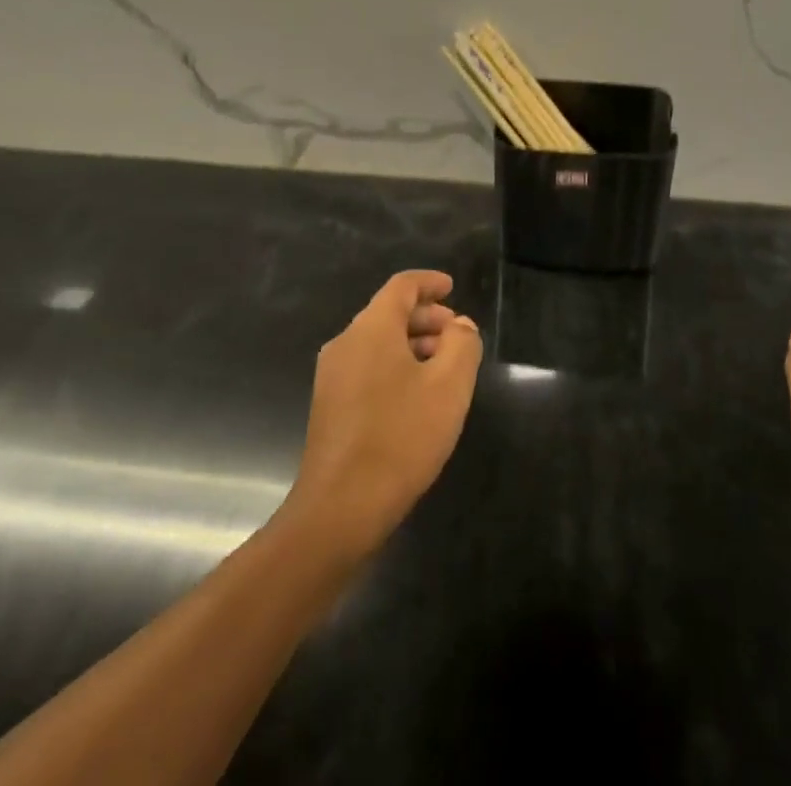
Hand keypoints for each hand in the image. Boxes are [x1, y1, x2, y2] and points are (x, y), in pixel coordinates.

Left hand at [283, 271, 482, 563]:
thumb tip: (459, 325)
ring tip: (443, 368)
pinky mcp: (329, 406)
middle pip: (388, 313)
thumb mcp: (449, 386)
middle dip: (426, 318)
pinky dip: (395, 366)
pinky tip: (416, 397)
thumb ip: (462, 344)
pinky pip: (367, 368)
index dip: (429, 282)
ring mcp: (332, 375)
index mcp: (371, 328)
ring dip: (412, 345)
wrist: (340, 507)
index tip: (452, 287)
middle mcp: (346, 342)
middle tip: (457, 335)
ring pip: (378, 342)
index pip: (401, 286)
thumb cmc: (401, 437)